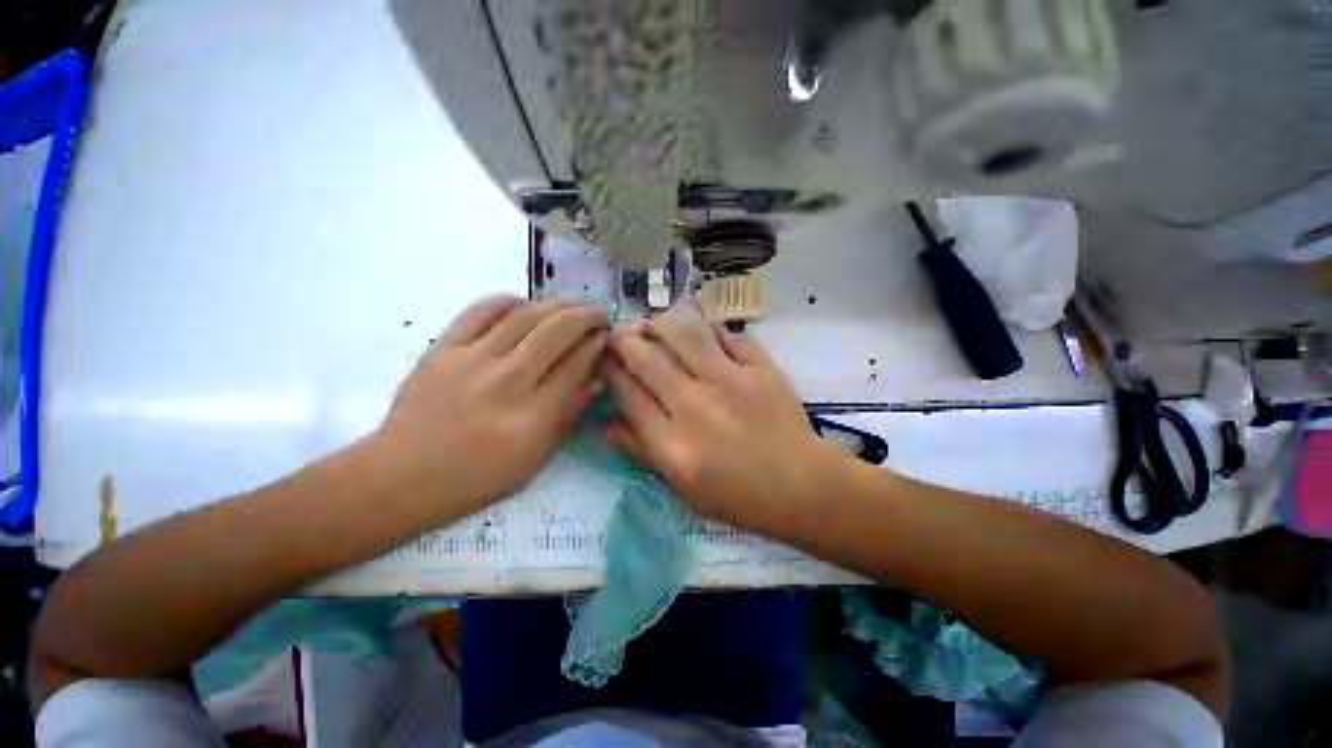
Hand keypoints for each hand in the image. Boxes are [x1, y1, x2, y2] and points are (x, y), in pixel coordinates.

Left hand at [377, 296, 607, 513]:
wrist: (401, 477)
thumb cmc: (478, 478)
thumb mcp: (536, 459)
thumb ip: (569, 415)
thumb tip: (596, 379)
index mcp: (532, 418)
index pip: (576, 365)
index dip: (597, 345)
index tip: (606, 337)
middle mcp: (506, 383)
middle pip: (557, 332)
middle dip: (586, 316)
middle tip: (599, 314)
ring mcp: (471, 361)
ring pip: (525, 315)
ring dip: (556, 306)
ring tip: (571, 307)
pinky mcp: (442, 348)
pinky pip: (481, 310)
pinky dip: (510, 301)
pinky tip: (526, 305)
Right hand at [604, 305, 840, 530]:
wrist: (802, 487)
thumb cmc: (738, 497)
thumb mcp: (682, 489)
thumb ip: (642, 453)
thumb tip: (607, 424)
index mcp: (673, 443)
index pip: (627, 393)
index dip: (611, 371)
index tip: (607, 361)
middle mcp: (695, 405)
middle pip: (647, 358)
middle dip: (625, 340)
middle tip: (621, 335)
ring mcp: (730, 381)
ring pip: (684, 334)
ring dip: (661, 324)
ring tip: (653, 325)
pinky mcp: (760, 368)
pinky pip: (728, 335)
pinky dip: (709, 327)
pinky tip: (700, 329)